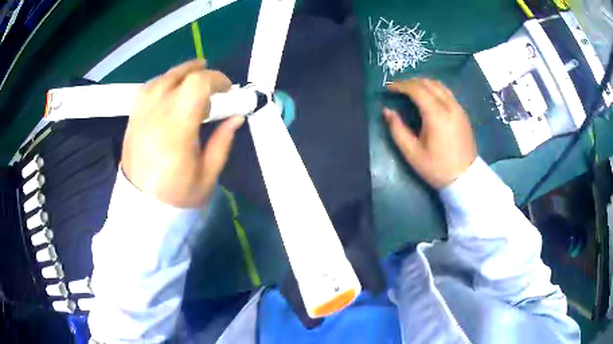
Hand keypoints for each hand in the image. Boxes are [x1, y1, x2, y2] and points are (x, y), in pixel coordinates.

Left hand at [121, 59, 244, 207]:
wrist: (142, 208)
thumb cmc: (177, 196)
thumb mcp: (208, 175)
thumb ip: (222, 142)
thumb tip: (236, 117)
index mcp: (177, 128)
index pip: (197, 85)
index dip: (217, 80)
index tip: (228, 91)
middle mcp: (156, 114)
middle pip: (178, 76)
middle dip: (199, 72)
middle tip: (213, 82)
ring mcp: (140, 115)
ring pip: (160, 79)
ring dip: (179, 75)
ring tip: (191, 80)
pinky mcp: (132, 120)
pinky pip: (145, 90)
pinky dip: (160, 84)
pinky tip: (167, 91)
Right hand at [383, 78, 476, 188]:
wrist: (465, 179)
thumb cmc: (437, 168)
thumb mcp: (412, 153)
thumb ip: (397, 130)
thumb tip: (387, 111)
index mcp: (436, 115)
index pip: (417, 89)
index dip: (400, 86)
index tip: (388, 88)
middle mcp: (449, 106)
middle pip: (428, 83)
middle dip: (410, 82)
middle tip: (397, 88)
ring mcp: (458, 108)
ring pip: (439, 85)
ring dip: (423, 83)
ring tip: (411, 89)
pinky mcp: (463, 113)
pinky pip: (447, 92)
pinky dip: (434, 89)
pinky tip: (427, 97)